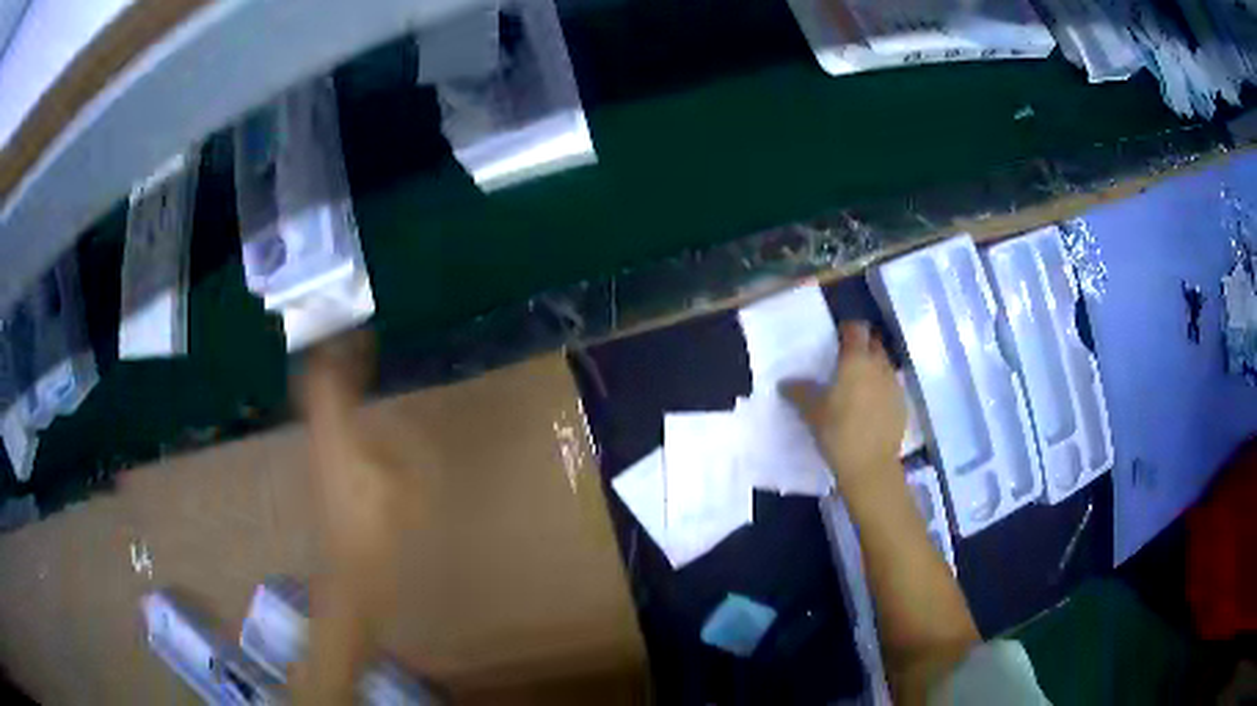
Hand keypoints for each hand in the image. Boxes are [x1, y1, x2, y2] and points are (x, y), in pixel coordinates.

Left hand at [298, 331, 416, 635]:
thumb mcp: (409, 484)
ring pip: (317, 405)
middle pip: (315, 386)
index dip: (342, 353)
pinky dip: (337, 407)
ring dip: (334, 384)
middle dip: (333, 362)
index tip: (361, 335)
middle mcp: (319, 437)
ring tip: (357, 373)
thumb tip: (398, 420)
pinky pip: (324, 423)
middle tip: (357, 349)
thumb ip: (404, 444)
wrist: (351, 571)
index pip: (329, 379)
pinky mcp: (320, 470)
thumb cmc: (381, 529)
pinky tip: (356, 414)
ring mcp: (316, 455)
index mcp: (338, 434)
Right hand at [783, 321, 905, 497]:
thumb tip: (785, 383)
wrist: (870, 466)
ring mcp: (894, 384)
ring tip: (858, 384)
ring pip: (884, 364)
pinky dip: (881, 388)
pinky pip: (891, 386)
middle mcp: (879, 365)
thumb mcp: (812, 412)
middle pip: (874, 343)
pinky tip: (870, 406)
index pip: (856, 329)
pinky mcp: (902, 404)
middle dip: (862, 346)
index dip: (847, 330)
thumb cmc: (838, 432)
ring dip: (873, 367)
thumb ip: (799, 392)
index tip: (836, 339)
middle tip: (846, 360)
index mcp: (856, 360)